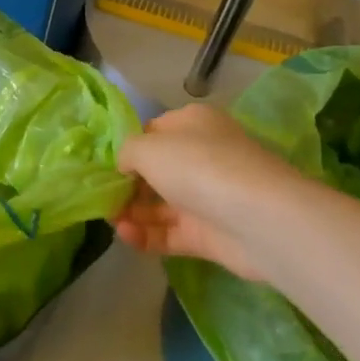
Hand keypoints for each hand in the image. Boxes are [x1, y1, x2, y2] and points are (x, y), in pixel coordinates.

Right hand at [113, 105, 318, 279]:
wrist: (258, 218)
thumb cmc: (198, 166)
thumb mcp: (148, 147)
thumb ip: (126, 153)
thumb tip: (125, 166)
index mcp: (193, 124)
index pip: (153, 132)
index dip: (128, 147)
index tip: (103, 165)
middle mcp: (202, 157)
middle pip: (156, 170)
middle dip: (127, 184)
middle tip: (101, 197)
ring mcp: (207, 197)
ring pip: (161, 204)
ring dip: (132, 212)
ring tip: (109, 220)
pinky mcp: (209, 234)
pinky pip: (170, 233)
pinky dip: (146, 235)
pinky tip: (125, 236)